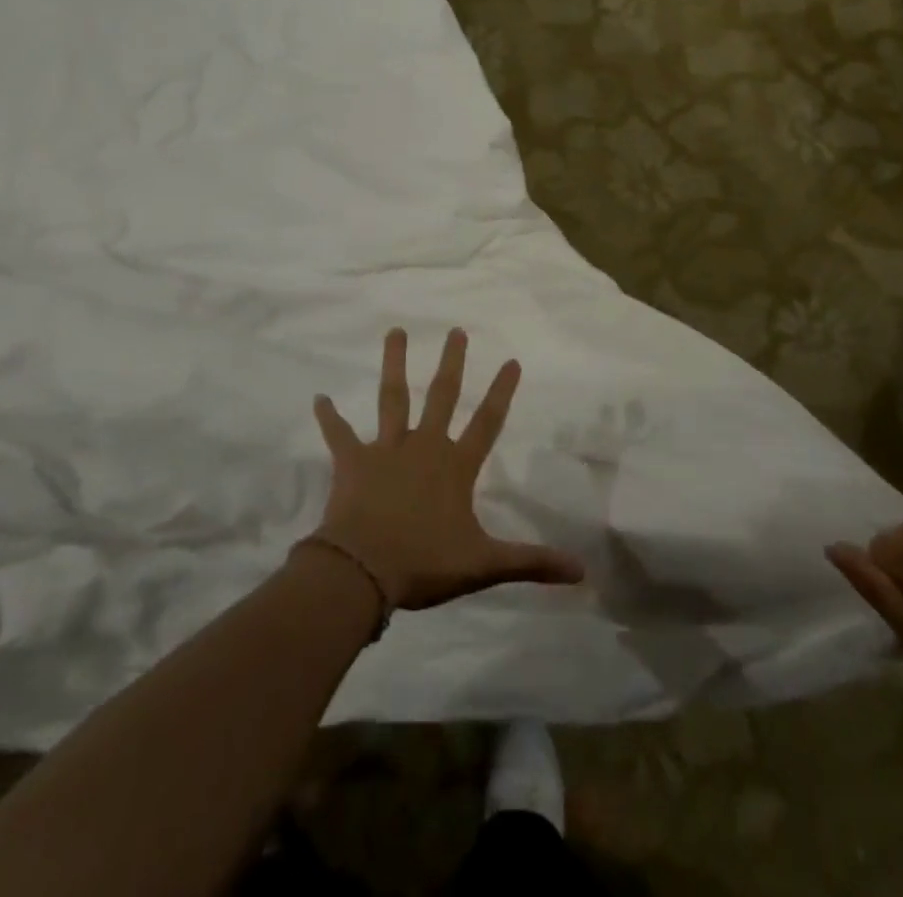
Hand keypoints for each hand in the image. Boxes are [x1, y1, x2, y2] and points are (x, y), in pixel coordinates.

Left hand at [309, 327, 583, 610]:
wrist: (363, 572)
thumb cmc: (425, 563)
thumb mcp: (484, 564)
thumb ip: (531, 562)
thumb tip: (582, 570)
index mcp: (456, 467)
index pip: (487, 422)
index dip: (501, 392)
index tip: (511, 360)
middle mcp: (424, 447)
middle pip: (441, 396)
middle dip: (451, 363)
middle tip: (456, 330)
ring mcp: (386, 450)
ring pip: (392, 398)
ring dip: (394, 365)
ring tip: (395, 331)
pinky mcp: (353, 462)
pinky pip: (339, 435)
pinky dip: (329, 418)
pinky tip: (319, 398)